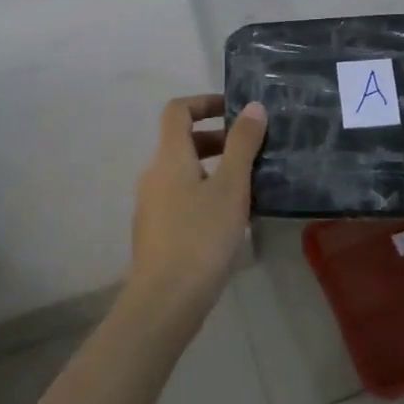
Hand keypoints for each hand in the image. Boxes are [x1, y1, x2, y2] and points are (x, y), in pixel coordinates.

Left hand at [130, 95, 266, 309]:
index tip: (234, 110)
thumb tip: (252, 106)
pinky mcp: (156, 232)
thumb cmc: (201, 236)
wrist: (164, 301)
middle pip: (181, 142)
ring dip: (213, 169)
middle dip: (217, 139)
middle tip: (251, 152)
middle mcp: (154, 175)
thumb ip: (242, 144)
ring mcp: (151, 205)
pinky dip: (204, 195)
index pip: (177, 110)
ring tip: (248, 187)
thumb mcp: (231, 187)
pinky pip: (181, 199)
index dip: (204, 101)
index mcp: (169, 157)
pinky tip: (230, 221)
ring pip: (183, 173)